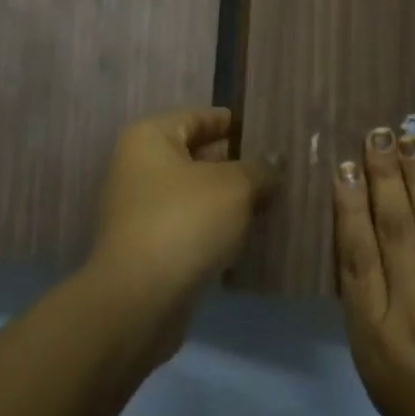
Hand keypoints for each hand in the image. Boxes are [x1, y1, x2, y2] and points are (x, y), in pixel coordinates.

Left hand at [87, 108, 281, 296]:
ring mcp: (139, 209)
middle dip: (234, 163)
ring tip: (270, 200)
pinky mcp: (147, 246)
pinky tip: (244, 234)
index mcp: (149, 138)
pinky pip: (188, 224)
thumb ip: (259, 169)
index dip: (232, 122)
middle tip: (277, 168)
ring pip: (193, 193)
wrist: (140, 298)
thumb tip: (272, 164)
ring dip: (226, 198)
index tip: (267, 130)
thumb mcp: (234, 187)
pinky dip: (214, 226)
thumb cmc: (185, 222)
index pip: (197, 117)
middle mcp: (137, 167)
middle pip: (194, 155)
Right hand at [334, 126, 414, 415]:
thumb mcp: (379, 378)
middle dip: (383, 178)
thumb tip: (364, 253)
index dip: (350, 206)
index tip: (346, 168)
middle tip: (376, 135)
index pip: (357, 256)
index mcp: (376, 336)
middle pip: (395, 230)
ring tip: (408, 141)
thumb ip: (369, 314)